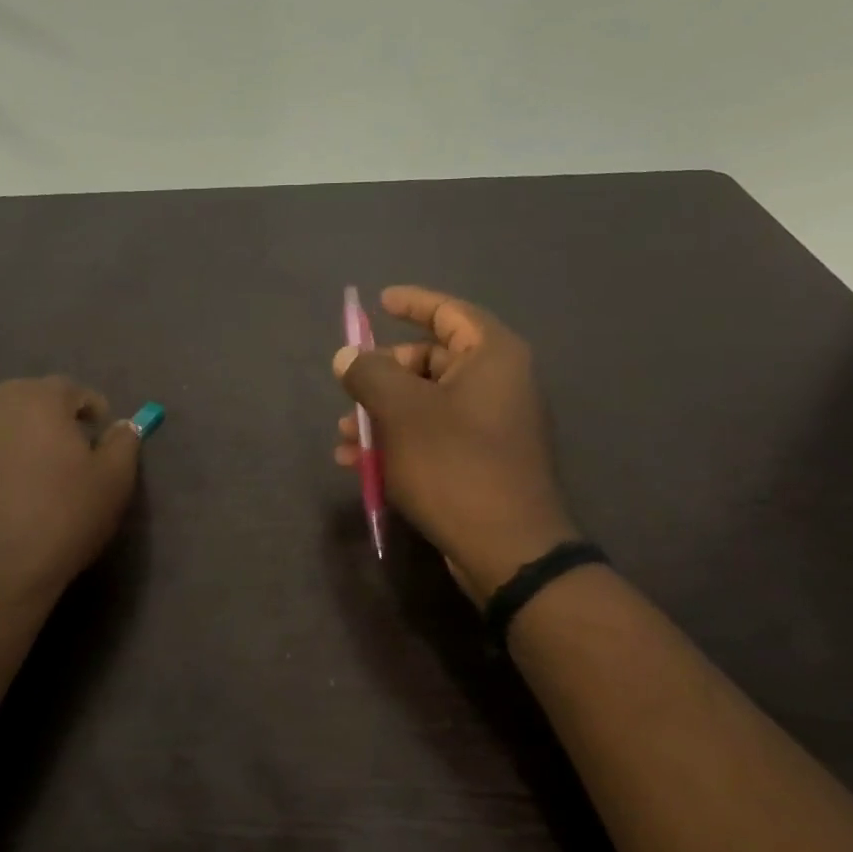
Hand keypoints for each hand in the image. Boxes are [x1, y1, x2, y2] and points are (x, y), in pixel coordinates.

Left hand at [0, 377, 140, 622]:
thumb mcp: (114, 482)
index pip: (71, 390)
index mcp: (40, 399)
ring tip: (21, 462)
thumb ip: (124, 442)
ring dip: (9, 428)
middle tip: (63, 451)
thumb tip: (122, 424)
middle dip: (48, 416)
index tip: (98, 433)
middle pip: (27, 397)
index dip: (89, 409)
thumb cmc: (61, 521)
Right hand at [333, 286, 576, 601]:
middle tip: (349, 390)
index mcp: (491, 357)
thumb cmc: (453, 464)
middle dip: (382, 376)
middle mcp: (499, 383)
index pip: (449, 312)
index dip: (412, 303)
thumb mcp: (400, 411)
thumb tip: (347, 356)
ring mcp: (492, 424)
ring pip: (425, 402)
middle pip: (430, 360)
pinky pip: (433, 434)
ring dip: (382, 415)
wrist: (507, 549)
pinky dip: (399, 441)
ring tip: (345, 439)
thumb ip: (368, 374)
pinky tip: (361, 465)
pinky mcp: (482, 460)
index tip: (379, 302)